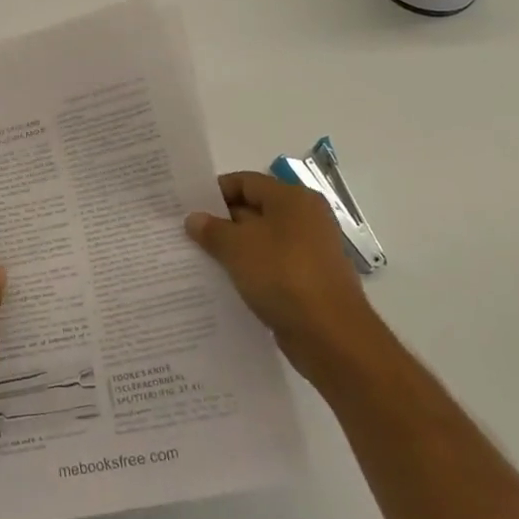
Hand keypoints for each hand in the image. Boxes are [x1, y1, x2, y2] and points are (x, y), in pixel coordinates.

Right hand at [185, 171, 381, 380]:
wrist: (331, 336)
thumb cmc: (282, 275)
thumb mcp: (236, 247)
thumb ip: (212, 229)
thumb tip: (194, 219)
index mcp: (292, 199)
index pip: (245, 182)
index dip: (214, 192)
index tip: (187, 207)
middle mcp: (306, 218)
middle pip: (254, 209)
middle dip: (221, 222)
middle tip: (187, 234)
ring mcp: (310, 251)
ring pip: (262, 241)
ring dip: (233, 249)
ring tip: (200, 259)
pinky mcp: (310, 281)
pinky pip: (272, 267)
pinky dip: (250, 271)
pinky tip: (225, 283)